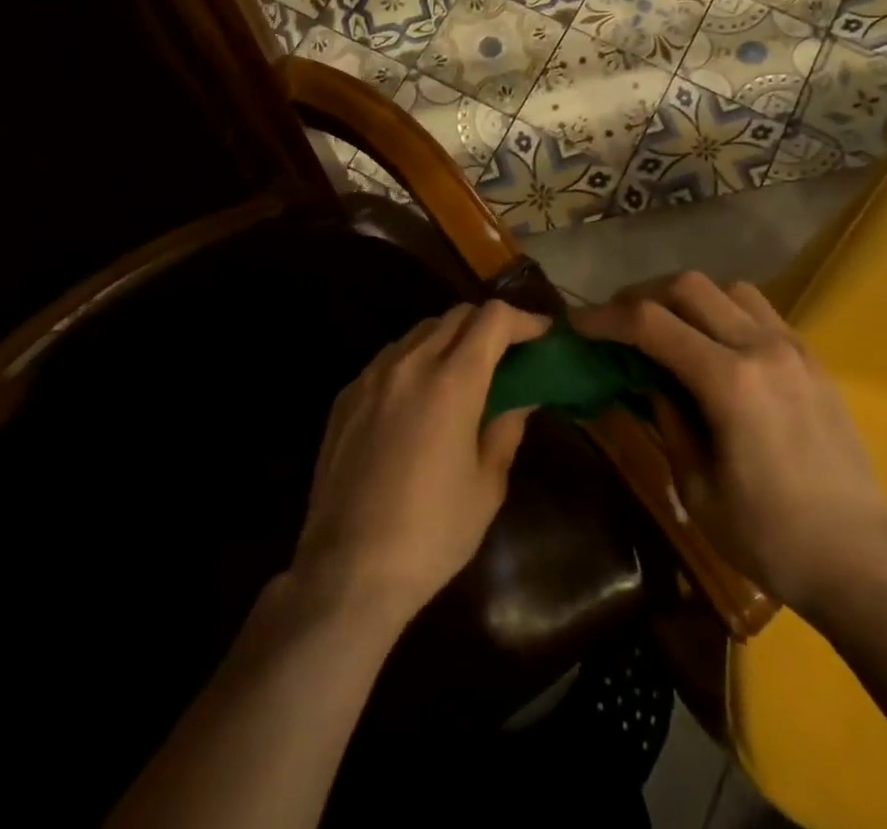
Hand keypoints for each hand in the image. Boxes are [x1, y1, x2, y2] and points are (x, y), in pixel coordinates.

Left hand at [291, 301, 545, 627]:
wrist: (346, 572)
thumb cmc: (431, 534)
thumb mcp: (487, 486)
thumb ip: (506, 429)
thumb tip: (521, 397)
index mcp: (452, 382)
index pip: (492, 319)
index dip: (522, 319)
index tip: (540, 334)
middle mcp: (410, 364)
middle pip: (456, 315)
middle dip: (488, 325)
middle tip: (507, 353)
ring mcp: (372, 376)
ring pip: (420, 331)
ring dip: (450, 338)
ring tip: (463, 372)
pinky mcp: (346, 396)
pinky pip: (390, 358)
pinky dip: (416, 360)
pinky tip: (419, 397)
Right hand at [573, 273, 886, 618]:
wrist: (863, 561)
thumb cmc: (771, 539)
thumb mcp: (698, 488)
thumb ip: (668, 418)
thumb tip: (646, 378)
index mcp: (730, 383)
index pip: (652, 323)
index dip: (606, 318)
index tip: (578, 324)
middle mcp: (762, 347)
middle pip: (688, 286)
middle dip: (641, 296)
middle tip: (616, 322)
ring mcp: (793, 346)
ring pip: (727, 288)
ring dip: (686, 298)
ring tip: (665, 329)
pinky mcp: (811, 357)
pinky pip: (758, 310)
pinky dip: (723, 311)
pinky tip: (713, 345)